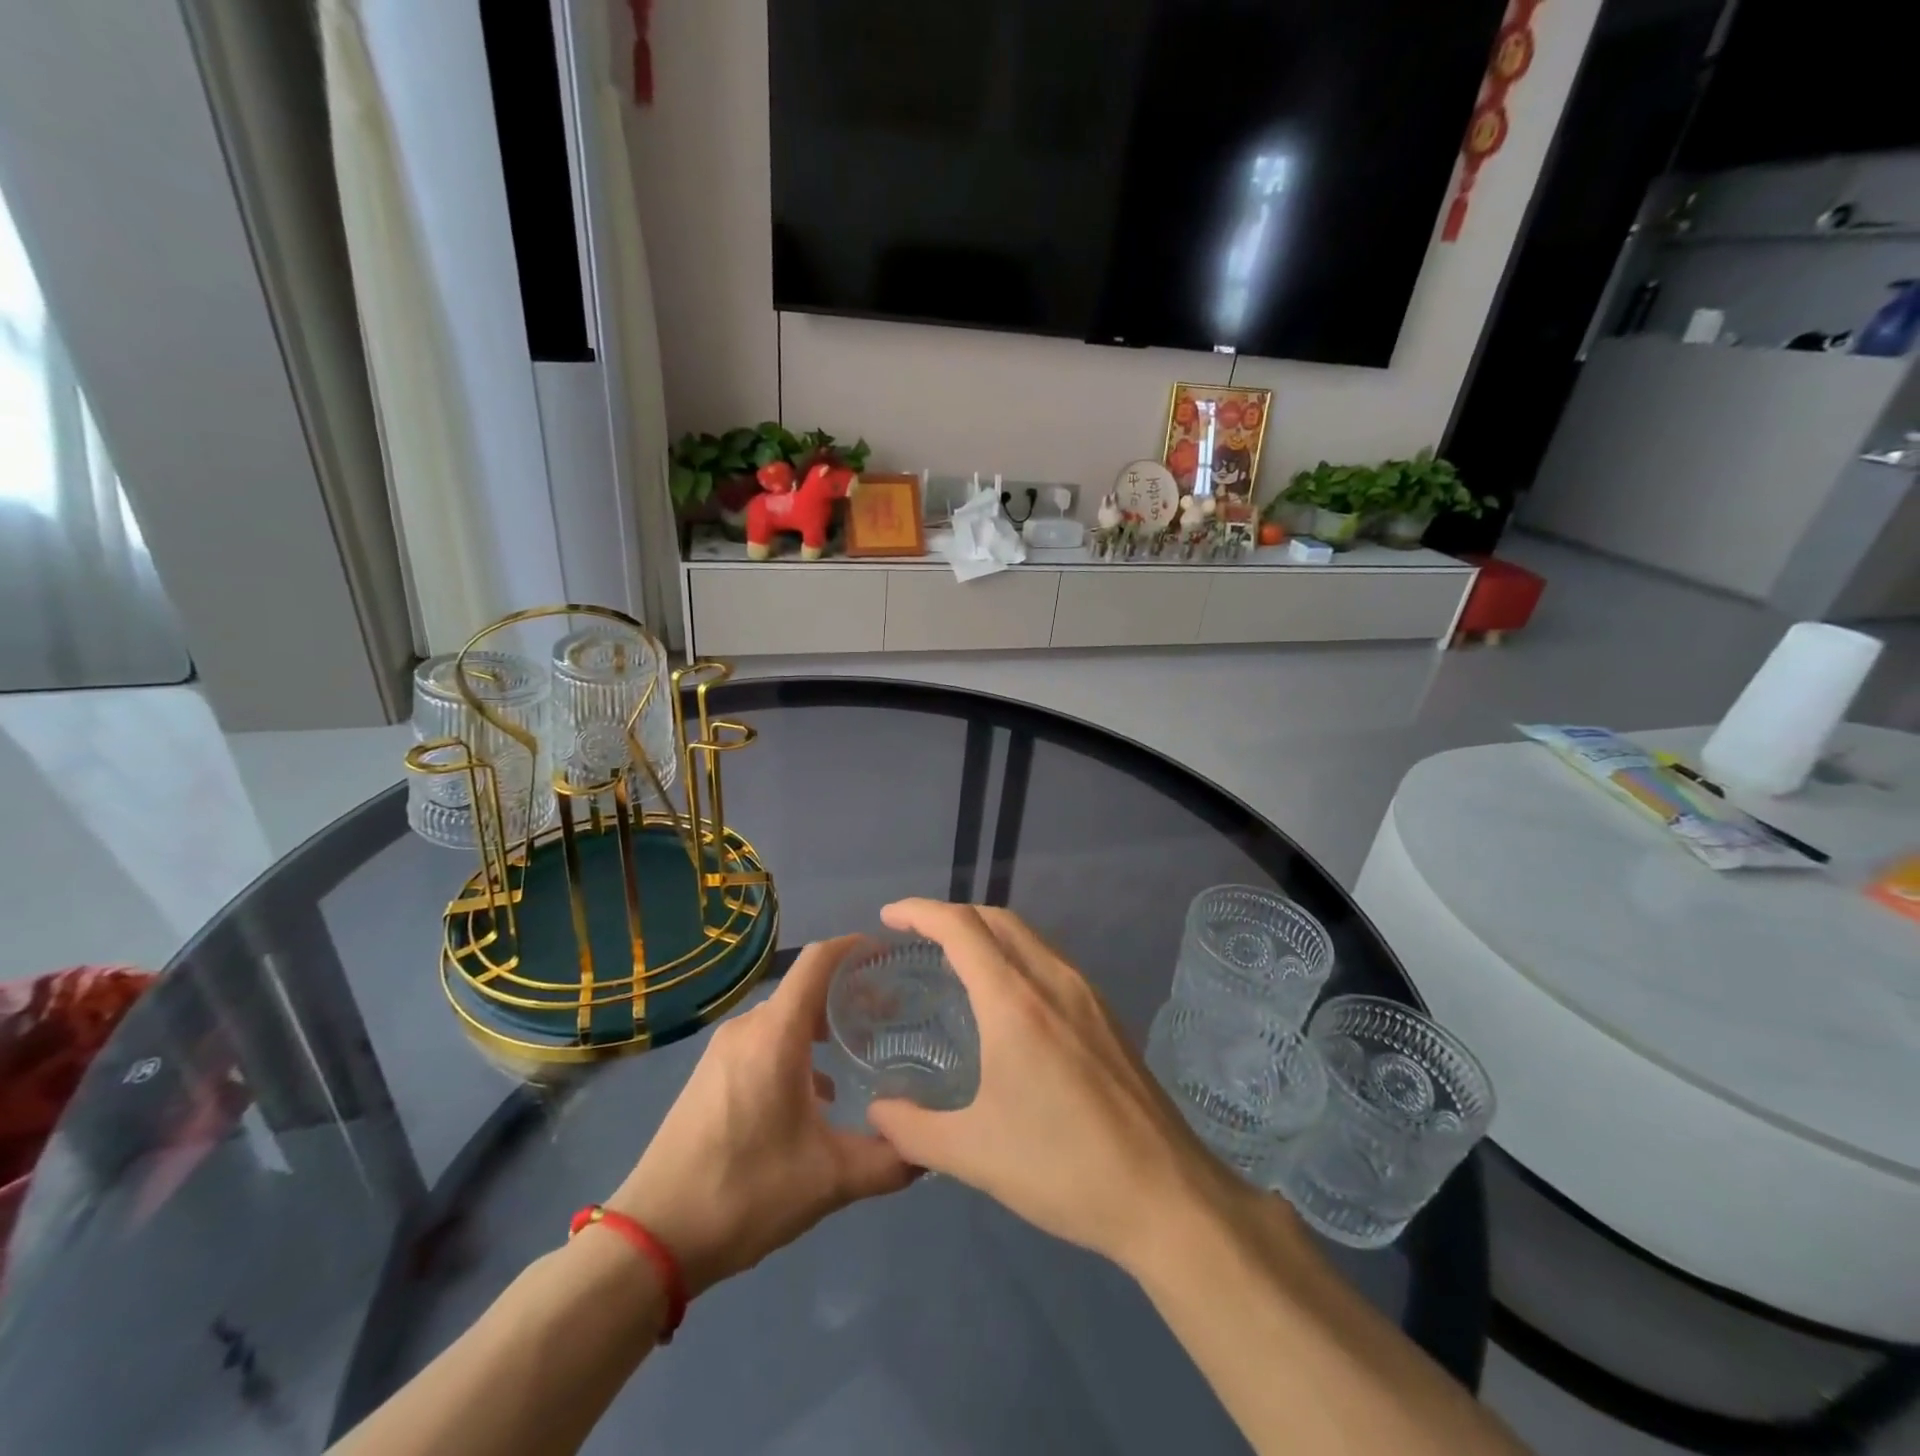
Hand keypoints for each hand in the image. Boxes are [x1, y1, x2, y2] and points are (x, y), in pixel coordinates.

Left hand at [604, 937, 916, 1297]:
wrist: (652, 1238)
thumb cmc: (745, 1192)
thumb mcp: (829, 1180)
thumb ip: (888, 1160)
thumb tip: (930, 1149)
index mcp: (776, 1033)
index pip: (819, 961)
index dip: (855, 947)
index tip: (890, 955)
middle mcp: (748, 1028)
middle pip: (805, 988)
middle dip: (848, 994)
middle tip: (891, 1014)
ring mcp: (724, 1051)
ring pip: (784, 1017)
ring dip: (822, 1025)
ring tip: (860, 1051)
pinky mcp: (711, 1075)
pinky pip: (764, 1041)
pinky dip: (796, 1048)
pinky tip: (817, 1093)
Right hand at [864, 900, 1228, 1272]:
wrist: (1165, 1194)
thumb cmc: (1062, 1168)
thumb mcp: (974, 1154)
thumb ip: (913, 1129)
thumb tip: (876, 1112)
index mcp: (1014, 1001)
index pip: (961, 927)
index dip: (920, 911)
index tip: (889, 916)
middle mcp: (1052, 979)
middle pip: (996, 919)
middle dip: (952, 915)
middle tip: (916, 936)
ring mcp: (1086, 993)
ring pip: (1028, 935)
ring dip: (987, 932)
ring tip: (956, 960)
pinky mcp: (1105, 1013)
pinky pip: (1050, 959)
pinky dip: (1016, 954)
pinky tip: (1007, 997)